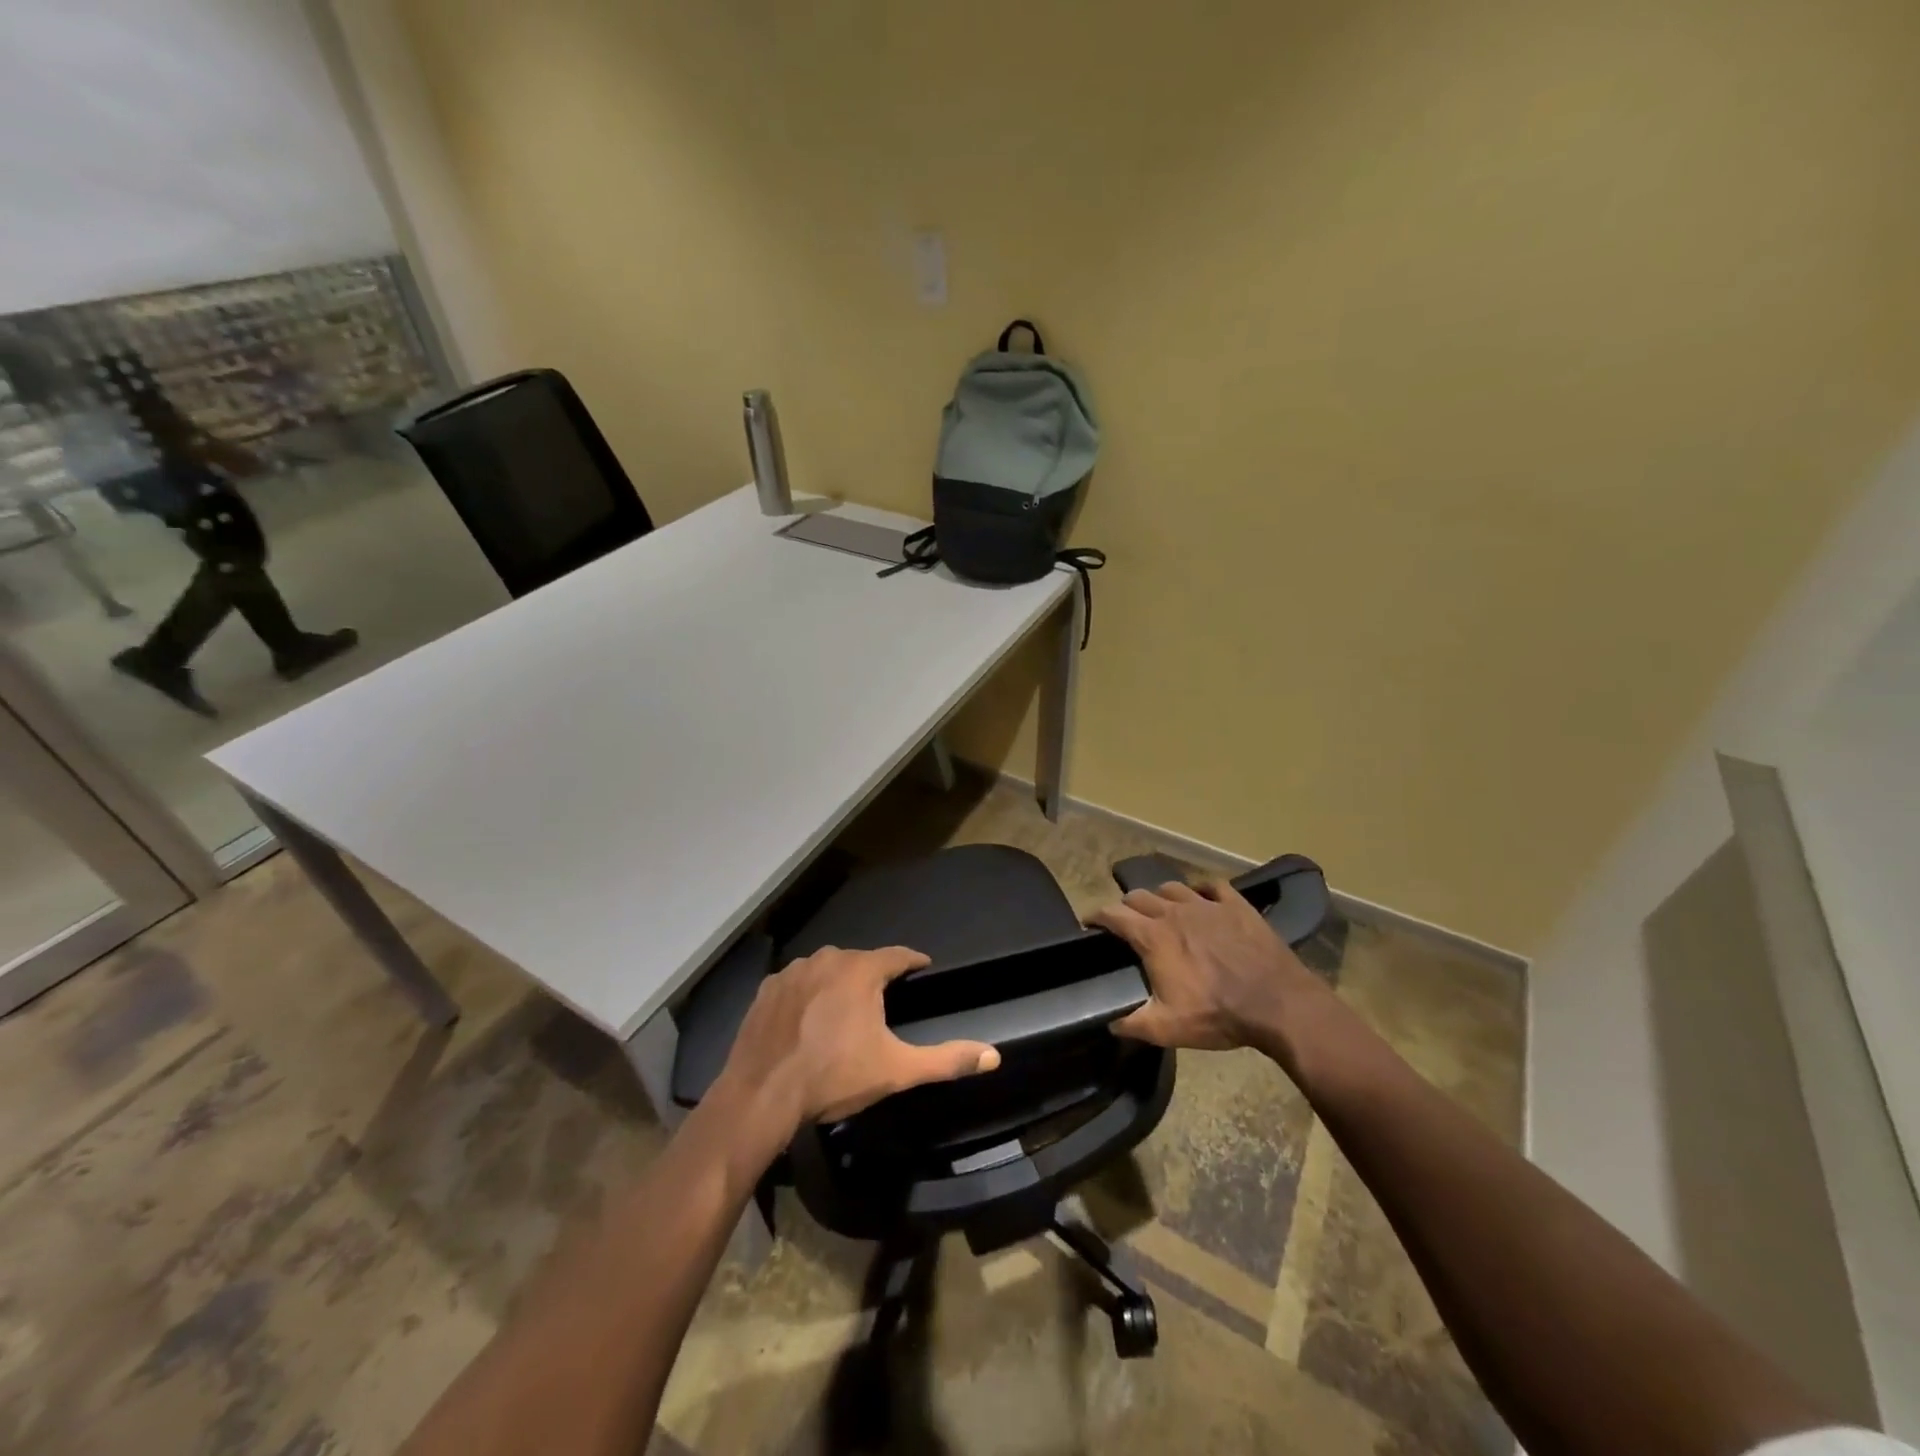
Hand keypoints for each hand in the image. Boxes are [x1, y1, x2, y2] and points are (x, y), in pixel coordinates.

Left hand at [716, 945, 1001, 1130]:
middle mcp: (827, 959)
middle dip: (873, 975)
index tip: (922, 968)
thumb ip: (946, 1060)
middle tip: (882, 999)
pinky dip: (805, 994)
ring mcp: (792, 971)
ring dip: (837, 982)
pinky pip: (796, 983)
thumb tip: (993, 1056)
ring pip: (825, 968)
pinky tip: (806, 1018)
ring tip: (843, 1010)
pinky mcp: (766, 989)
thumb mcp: (896, 1070)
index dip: (912, 962)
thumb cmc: (834, 1076)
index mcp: (861, 970)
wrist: (762, 1093)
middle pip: (860, 960)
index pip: (897, 955)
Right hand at [1092, 881, 1321, 1054]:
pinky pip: (1212, 886)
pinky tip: (1202, 899)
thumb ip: (1133, 1023)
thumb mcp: (1168, 1028)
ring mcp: (1207, 904)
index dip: (1096, 916)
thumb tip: (1110, 1023)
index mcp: (1153, 936)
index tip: (1089, 922)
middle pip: (1138, 896)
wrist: (1278, 1003)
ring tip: (1161, 910)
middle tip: (1125, 922)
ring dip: (1159, 897)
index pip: (1113, 914)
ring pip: (1171, 887)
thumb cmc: (1218, 1014)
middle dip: (1126, 906)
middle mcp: (1174, 911)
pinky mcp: (1235, 905)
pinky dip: (1201, 890)